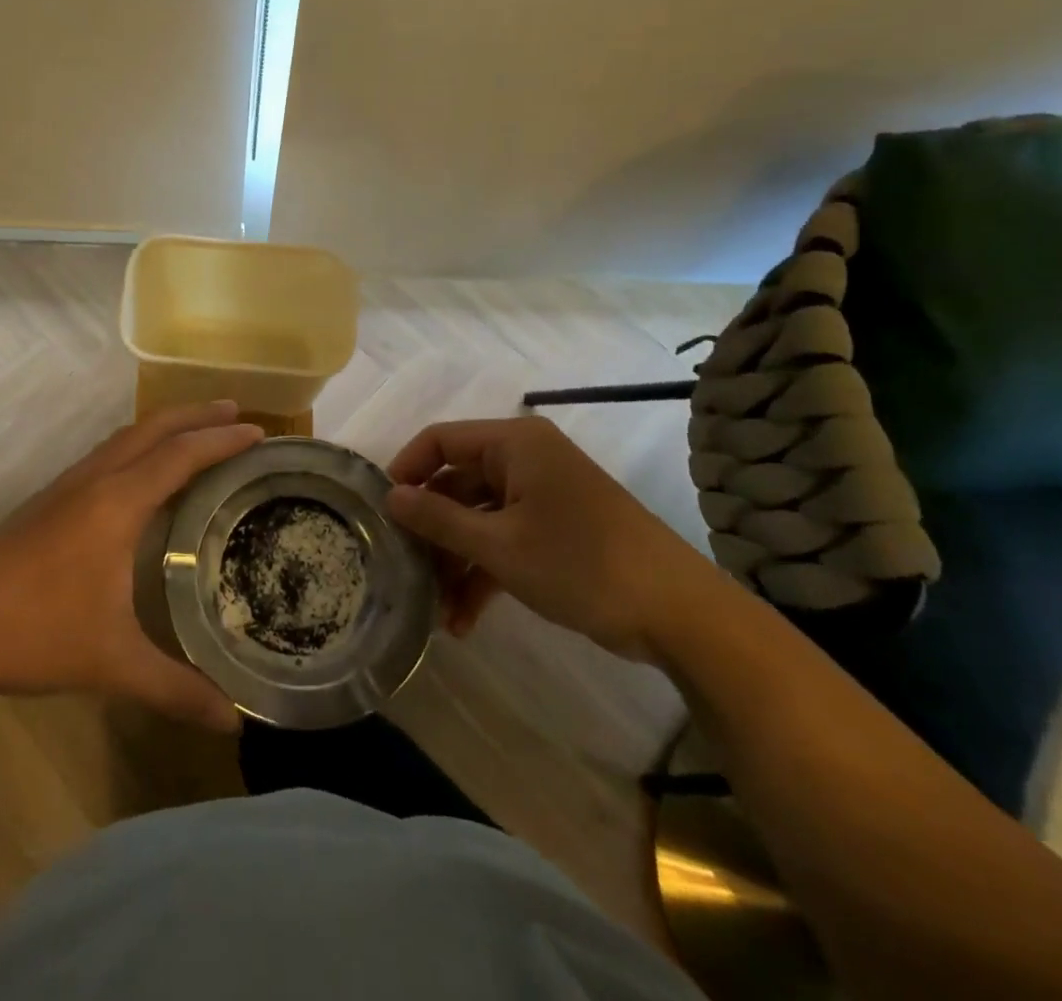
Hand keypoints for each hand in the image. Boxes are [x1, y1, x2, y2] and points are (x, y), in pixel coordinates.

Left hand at [0, 401, 264, 730]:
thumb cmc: (37, 635)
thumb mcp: (113, 664)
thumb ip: (176, 689)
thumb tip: (234, 722)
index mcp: (116, 503)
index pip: (181, 456)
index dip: (223, 442)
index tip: (262, 433)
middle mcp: (95, 480)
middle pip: (154, 429)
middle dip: (198, 415)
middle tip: (240, 413)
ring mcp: (68, 485)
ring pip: (126, 436)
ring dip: (166, 426)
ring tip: (200, 430)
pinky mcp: (50, 498)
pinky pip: (109, 452)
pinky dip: (141, 444)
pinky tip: (145, 470)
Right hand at [386, 415, 724, 663]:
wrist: (680, 615)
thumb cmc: (581, 563)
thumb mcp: (499, 546)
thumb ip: (438, 519)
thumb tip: (389, 497)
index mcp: (513, 444)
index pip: (440, 441)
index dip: (405, 470)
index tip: (381, 511)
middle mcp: (525, 460)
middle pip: (457, 484)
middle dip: (431, 531)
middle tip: (403, 568)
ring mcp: (542, 497)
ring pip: (478, 519)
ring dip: (456, 562)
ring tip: (436, 611)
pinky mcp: (555, 530)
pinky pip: (504, 540)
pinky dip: (484, 573)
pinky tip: (464, 619)